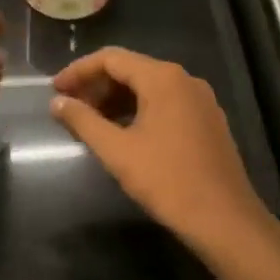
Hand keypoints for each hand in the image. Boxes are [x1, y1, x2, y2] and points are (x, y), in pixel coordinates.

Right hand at [50, 47, 267, 245]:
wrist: (225, 220)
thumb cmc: (167, 181)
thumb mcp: (117, 151)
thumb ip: (83, 121)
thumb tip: (57, 103)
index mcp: (163, 78)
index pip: (111, 58)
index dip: (78, 71)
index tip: (54, 90)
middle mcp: (184, 79)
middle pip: (131, 69)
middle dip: (96, 86)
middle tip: (69, 108)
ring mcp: (200, 99)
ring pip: (148, 87)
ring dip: (116, 99)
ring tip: (90, 122)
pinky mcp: (207, 120)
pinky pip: (165, 102)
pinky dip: (138, 109)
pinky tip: (122, 132)